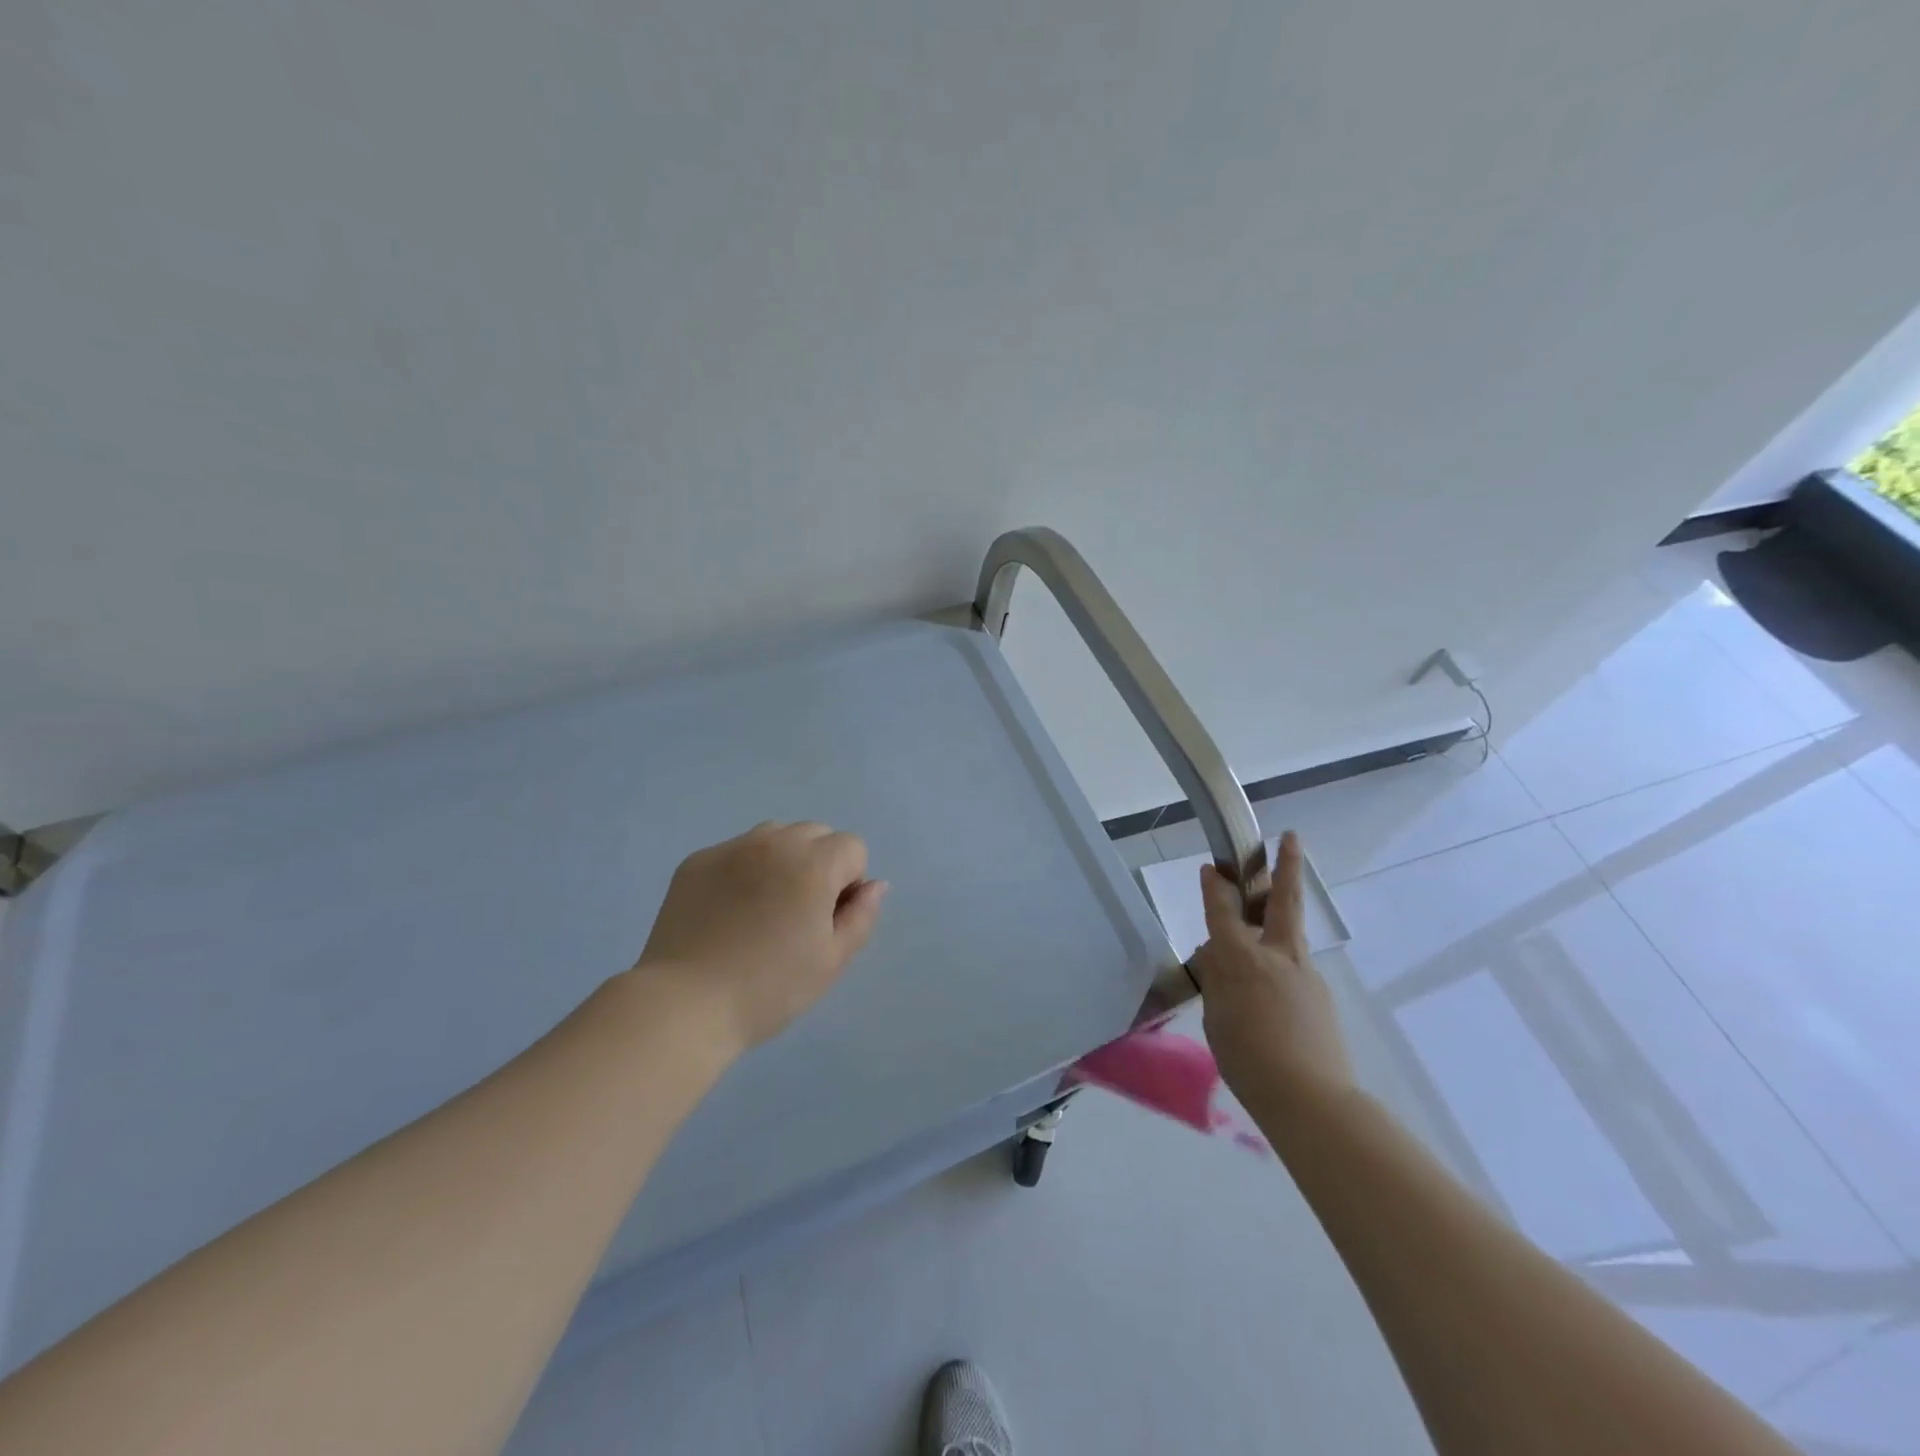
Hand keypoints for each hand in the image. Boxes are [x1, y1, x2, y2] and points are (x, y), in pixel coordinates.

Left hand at [633, 822, 887, 1052]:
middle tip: (798, 914)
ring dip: (782, 860)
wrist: (685, 1004)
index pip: (852, 847)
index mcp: (814, 864)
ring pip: (774, 836)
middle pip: (815, 833)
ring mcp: (731, 848)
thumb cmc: (770, 988)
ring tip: (764, 907)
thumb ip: (862, 916)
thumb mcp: (832, 961)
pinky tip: (728, 912)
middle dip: (819, 864)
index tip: (828, 920)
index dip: (849, 882)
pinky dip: (743, 870)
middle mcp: (774, 842)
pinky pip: (735, 852)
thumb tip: (875, 885)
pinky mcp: (696, 861)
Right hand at [1190, 831, 1353, 1113]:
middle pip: (1282, 901)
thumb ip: (1218, 981)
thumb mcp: (1216, 1017)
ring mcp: (1304, 974)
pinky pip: (1294, 972)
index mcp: (1241, 959)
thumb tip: (1220, 961)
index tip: (1212, 867)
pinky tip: (1272, 1004)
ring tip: (1259, 937)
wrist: (1310, 1099)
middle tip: (1292, 838)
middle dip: (1286, 866)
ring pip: (1289, 936)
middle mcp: (1275, 956)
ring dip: (1277, 922)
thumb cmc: (1247, 1059)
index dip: (1214, 887)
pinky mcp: (1321, 996)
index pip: (1223, 912)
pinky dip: (1279, 973)